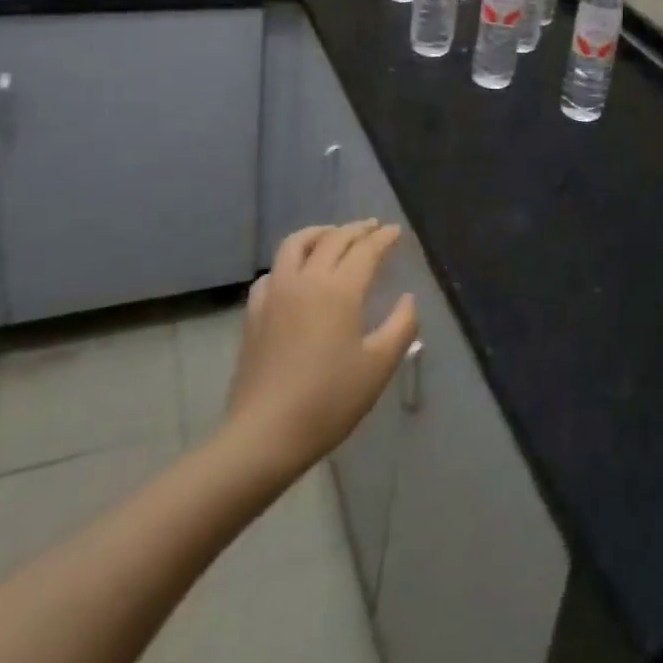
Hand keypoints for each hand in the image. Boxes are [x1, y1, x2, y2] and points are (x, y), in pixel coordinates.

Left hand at [223, 221, 417, 477]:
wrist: (265, 434)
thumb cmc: (329, 400)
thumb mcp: (379, 366)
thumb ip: (401, 326)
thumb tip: (407, 298)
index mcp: (340, 289)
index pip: (366, 250)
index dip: (384, 238)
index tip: (396, 231)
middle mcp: (307, 279)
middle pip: (333, 239)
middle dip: (356, 229)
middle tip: (373, 228)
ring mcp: (276, 293)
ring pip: (296, 244)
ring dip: (319, 233)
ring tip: (333, 235)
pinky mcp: (254, 312)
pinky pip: (273, 272)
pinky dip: (290, 262)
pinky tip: (295, 274)